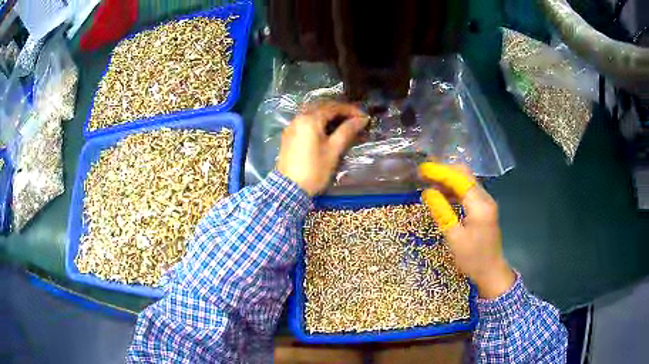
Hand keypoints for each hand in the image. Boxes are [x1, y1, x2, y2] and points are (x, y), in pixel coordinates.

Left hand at [277, 102, 367, 195]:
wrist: (289, 189)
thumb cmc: (314, 170)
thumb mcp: (333, 150)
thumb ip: (347, 131)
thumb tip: (361, 119)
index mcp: (310, 119)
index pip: (334, 107)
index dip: (351, 110)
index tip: (364, 117)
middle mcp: (299, 118)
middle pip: (322, 106)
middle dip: (340, 110)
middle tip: (355, 118)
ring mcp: (292, 126)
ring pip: (313, 113)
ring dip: (329, 114)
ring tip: (344, 122)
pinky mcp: (289, 136)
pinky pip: (306, 121)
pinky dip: (318, 121)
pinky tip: (328, 129)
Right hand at [420, 163, 514, 298]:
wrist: (491, 271)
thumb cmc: (472, 258)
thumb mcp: (454, 237)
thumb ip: (442, 212)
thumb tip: (428, 192)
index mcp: (480, 206)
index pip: (459, 179)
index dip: (440, 172)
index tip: (422, 169)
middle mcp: (485, 198)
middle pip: (465, 175)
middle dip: (444, 171)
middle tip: (424, 174)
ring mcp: (486, 202)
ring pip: (466, 181)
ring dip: (449, 179)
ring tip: (429, 182)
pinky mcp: (484, 208)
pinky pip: (468, 191)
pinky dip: (454, 189)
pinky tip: (442, 194)